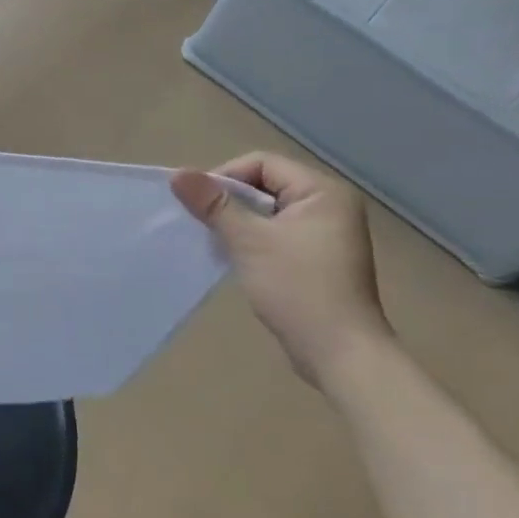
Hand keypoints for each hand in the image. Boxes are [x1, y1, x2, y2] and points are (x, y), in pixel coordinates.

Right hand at [171, 151, 388, 386]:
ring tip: (216, 241)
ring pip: (267, 210)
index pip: (261, 163)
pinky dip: (252, 238)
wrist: (340, 354)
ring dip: (238, 221)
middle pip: (264, 184)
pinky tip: (235, 257)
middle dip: (230, 201)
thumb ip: (214, 204)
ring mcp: (326, 232)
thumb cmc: (298, 289)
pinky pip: (276, 232)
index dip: (225, 177)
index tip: (199, 204)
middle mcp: (329, 204)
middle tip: (203, 223)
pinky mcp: (317, 257)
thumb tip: (178, 174)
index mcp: (322, 191)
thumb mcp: (249, 241)